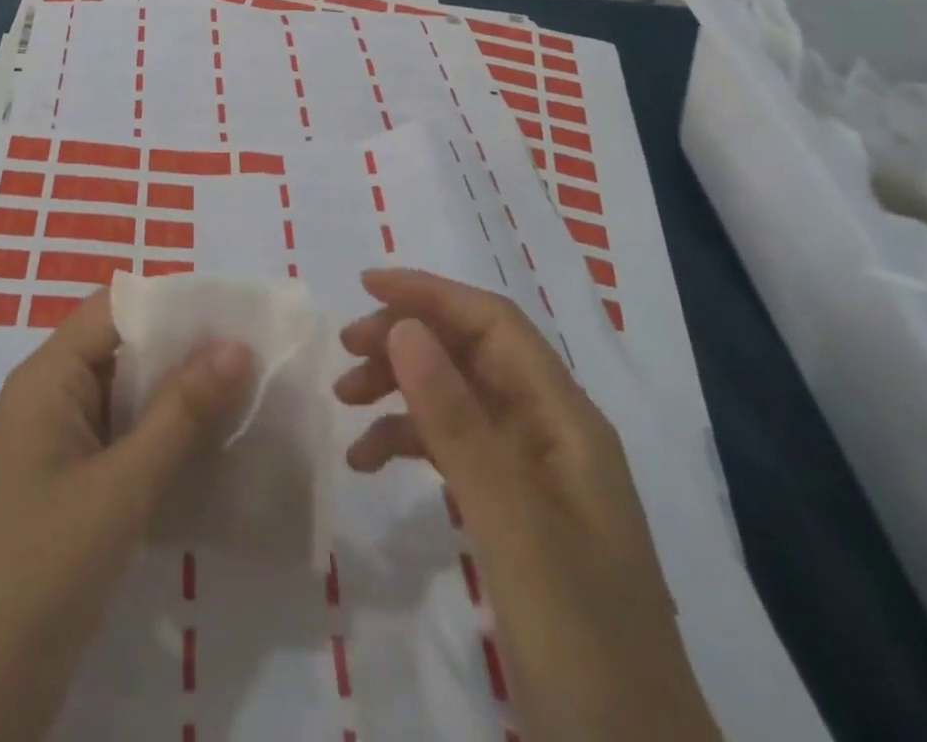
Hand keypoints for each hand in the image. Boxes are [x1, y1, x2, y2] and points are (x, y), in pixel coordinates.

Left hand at [0, 289, 253, 741]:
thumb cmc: (46, 566)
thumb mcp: (123, 485)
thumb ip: (181, 413)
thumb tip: (236, 345)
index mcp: (47, 377)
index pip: (114, 309)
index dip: (171, 303)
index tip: (233, 314)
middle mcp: (49, 396)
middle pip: (122, 348)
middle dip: (183, 351)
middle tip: (251, 357)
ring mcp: (57, 442)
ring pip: (125, 395)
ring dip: (177, 397)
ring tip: (244, 396)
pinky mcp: (69, 483)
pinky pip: (121, 437)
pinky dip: (161, 437)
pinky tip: (209, 451)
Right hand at [336, 268, 722, 741]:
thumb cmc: (582, 641)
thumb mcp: (513, 525)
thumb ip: (457, 421)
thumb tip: (404, 326)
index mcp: (566, 421)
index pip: (494, 324)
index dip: (431, 294)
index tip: (364, 286)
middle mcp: (550, 434)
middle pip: (470, 353)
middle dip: (407, 338)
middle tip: (345, 351)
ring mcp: (532, 476)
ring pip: (456, 397)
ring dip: (400, 387)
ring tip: (344, 400)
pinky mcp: (512, 514)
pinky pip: (452, 449)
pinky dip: (407, 441)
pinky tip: (367, 460)